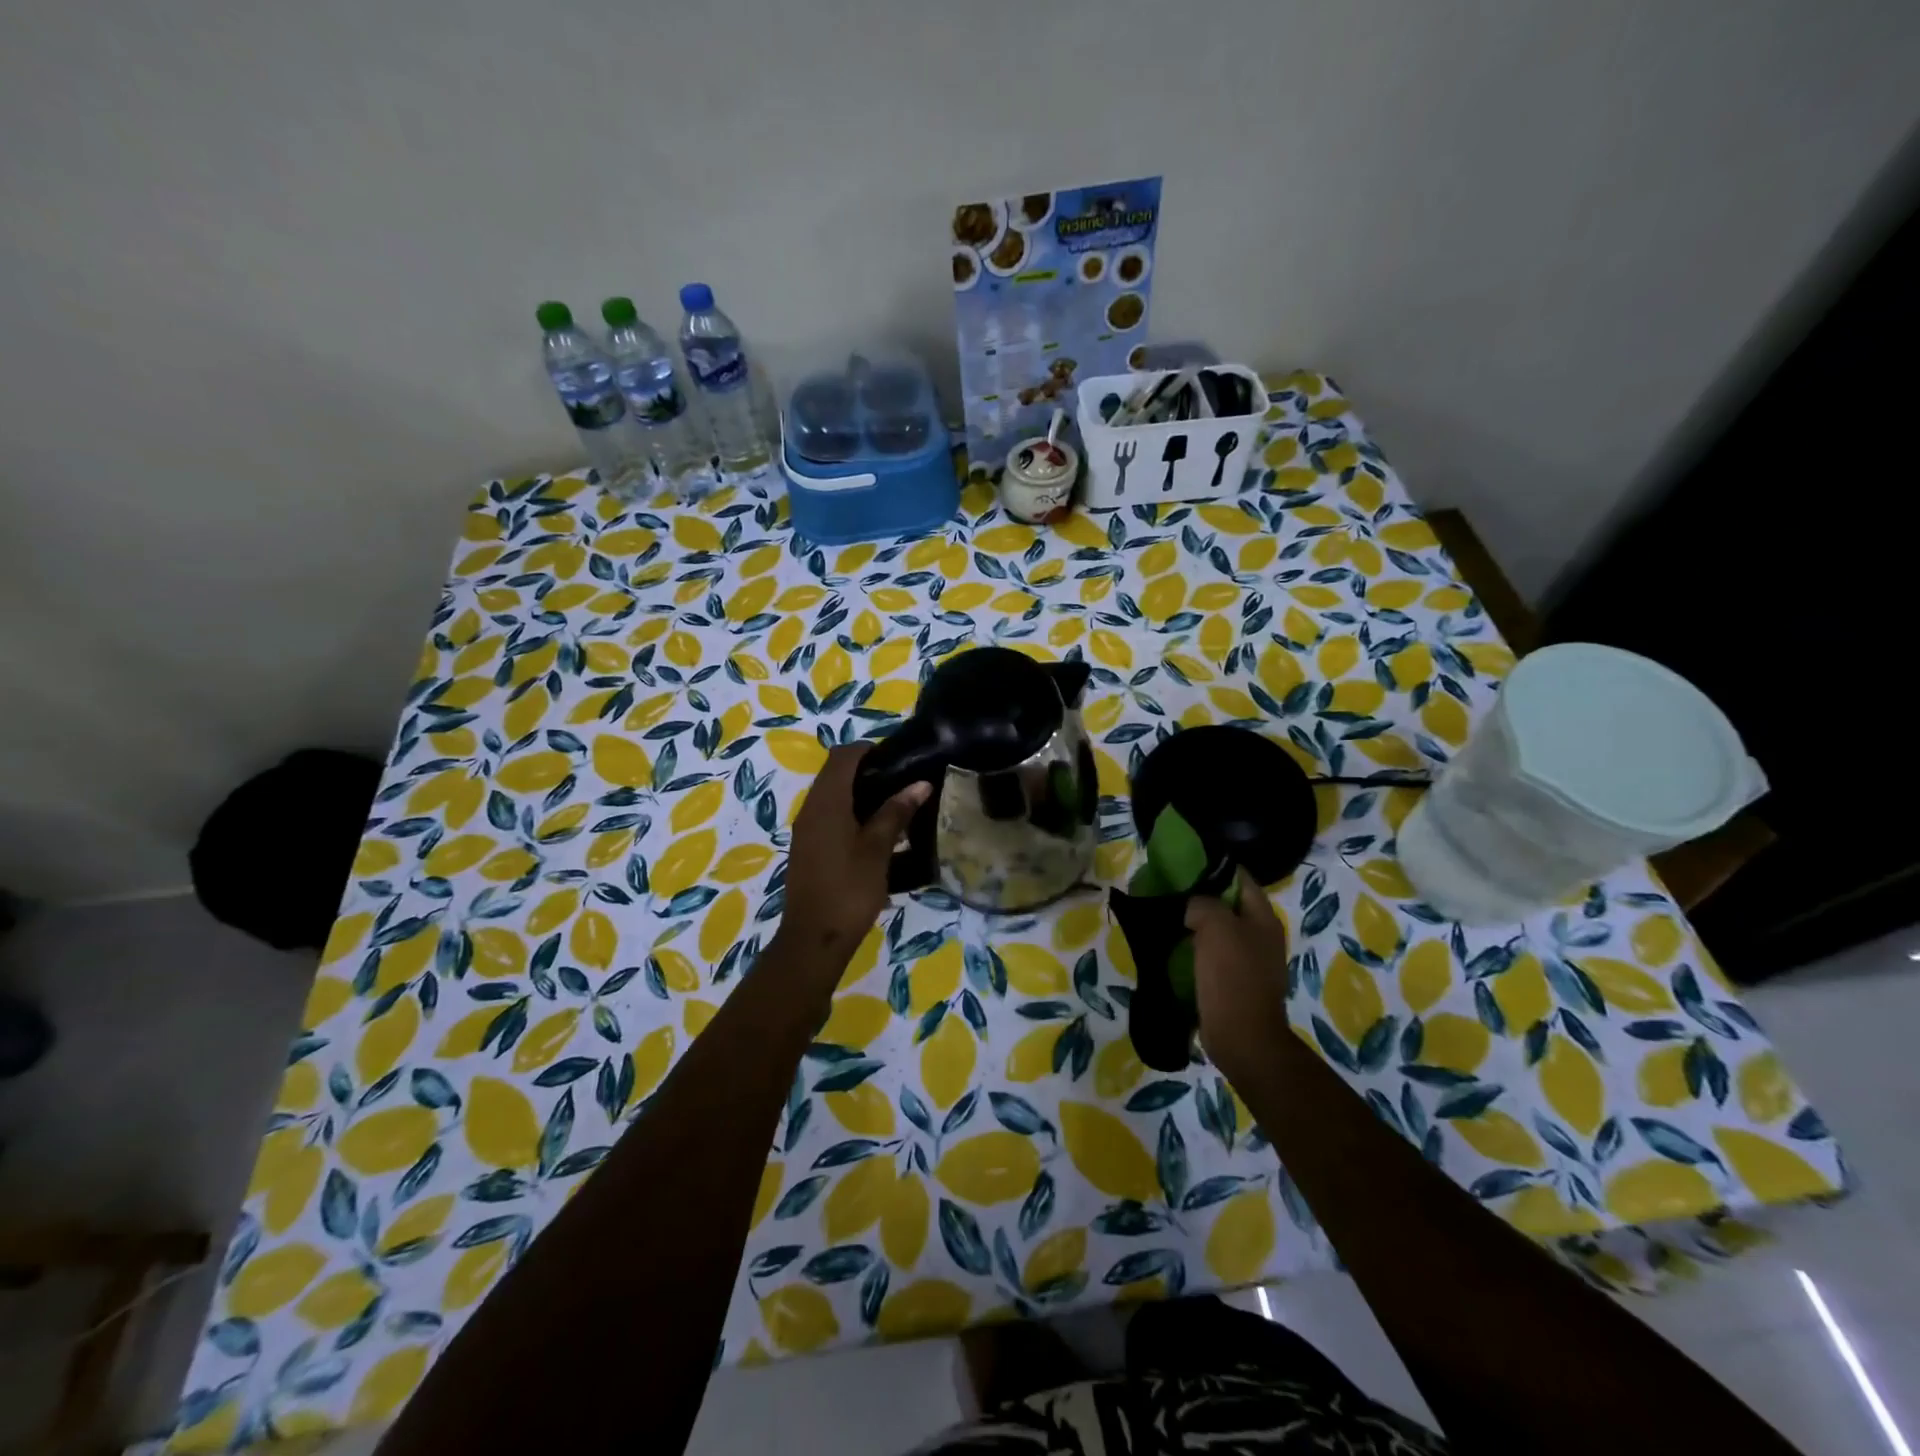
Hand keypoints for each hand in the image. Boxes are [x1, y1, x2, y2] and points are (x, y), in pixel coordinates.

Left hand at [777, 743, 928, 963]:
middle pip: (837, 774)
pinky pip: (831, 818)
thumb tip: (919, 784)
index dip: (870, 750)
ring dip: (862, 796)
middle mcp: (811, 808)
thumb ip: (896, 813)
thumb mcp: (877, 849)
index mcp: (826, 802)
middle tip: (904, 783)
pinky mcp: (809, 849)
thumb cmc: (848, 889)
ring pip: (834, 797)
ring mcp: (807, 830)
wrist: (814, 939)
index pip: (843, 756)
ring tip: (897, 808)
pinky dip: (853, 815)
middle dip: (869, 772)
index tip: (900, 759)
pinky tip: (879, 835)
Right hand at [1185, 869, 1289, 1086]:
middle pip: (1227, 903)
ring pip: (1217, 929)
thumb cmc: (1232, 978)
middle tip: (1168, 890)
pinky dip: (1193, 947)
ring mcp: (1249, 960)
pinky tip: (1171, 947)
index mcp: (1263, 918)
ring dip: (1193, 923)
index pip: (1239, 877)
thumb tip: (1191, 905)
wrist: (1242, 1038)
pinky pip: (1211, 953)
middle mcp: (1260, 935)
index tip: (1182, 864)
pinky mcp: (1234, 981)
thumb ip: (1203, 903)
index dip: (1213, 867)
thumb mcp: (1216, 927)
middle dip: (1199, 895)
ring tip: (1165, 916)